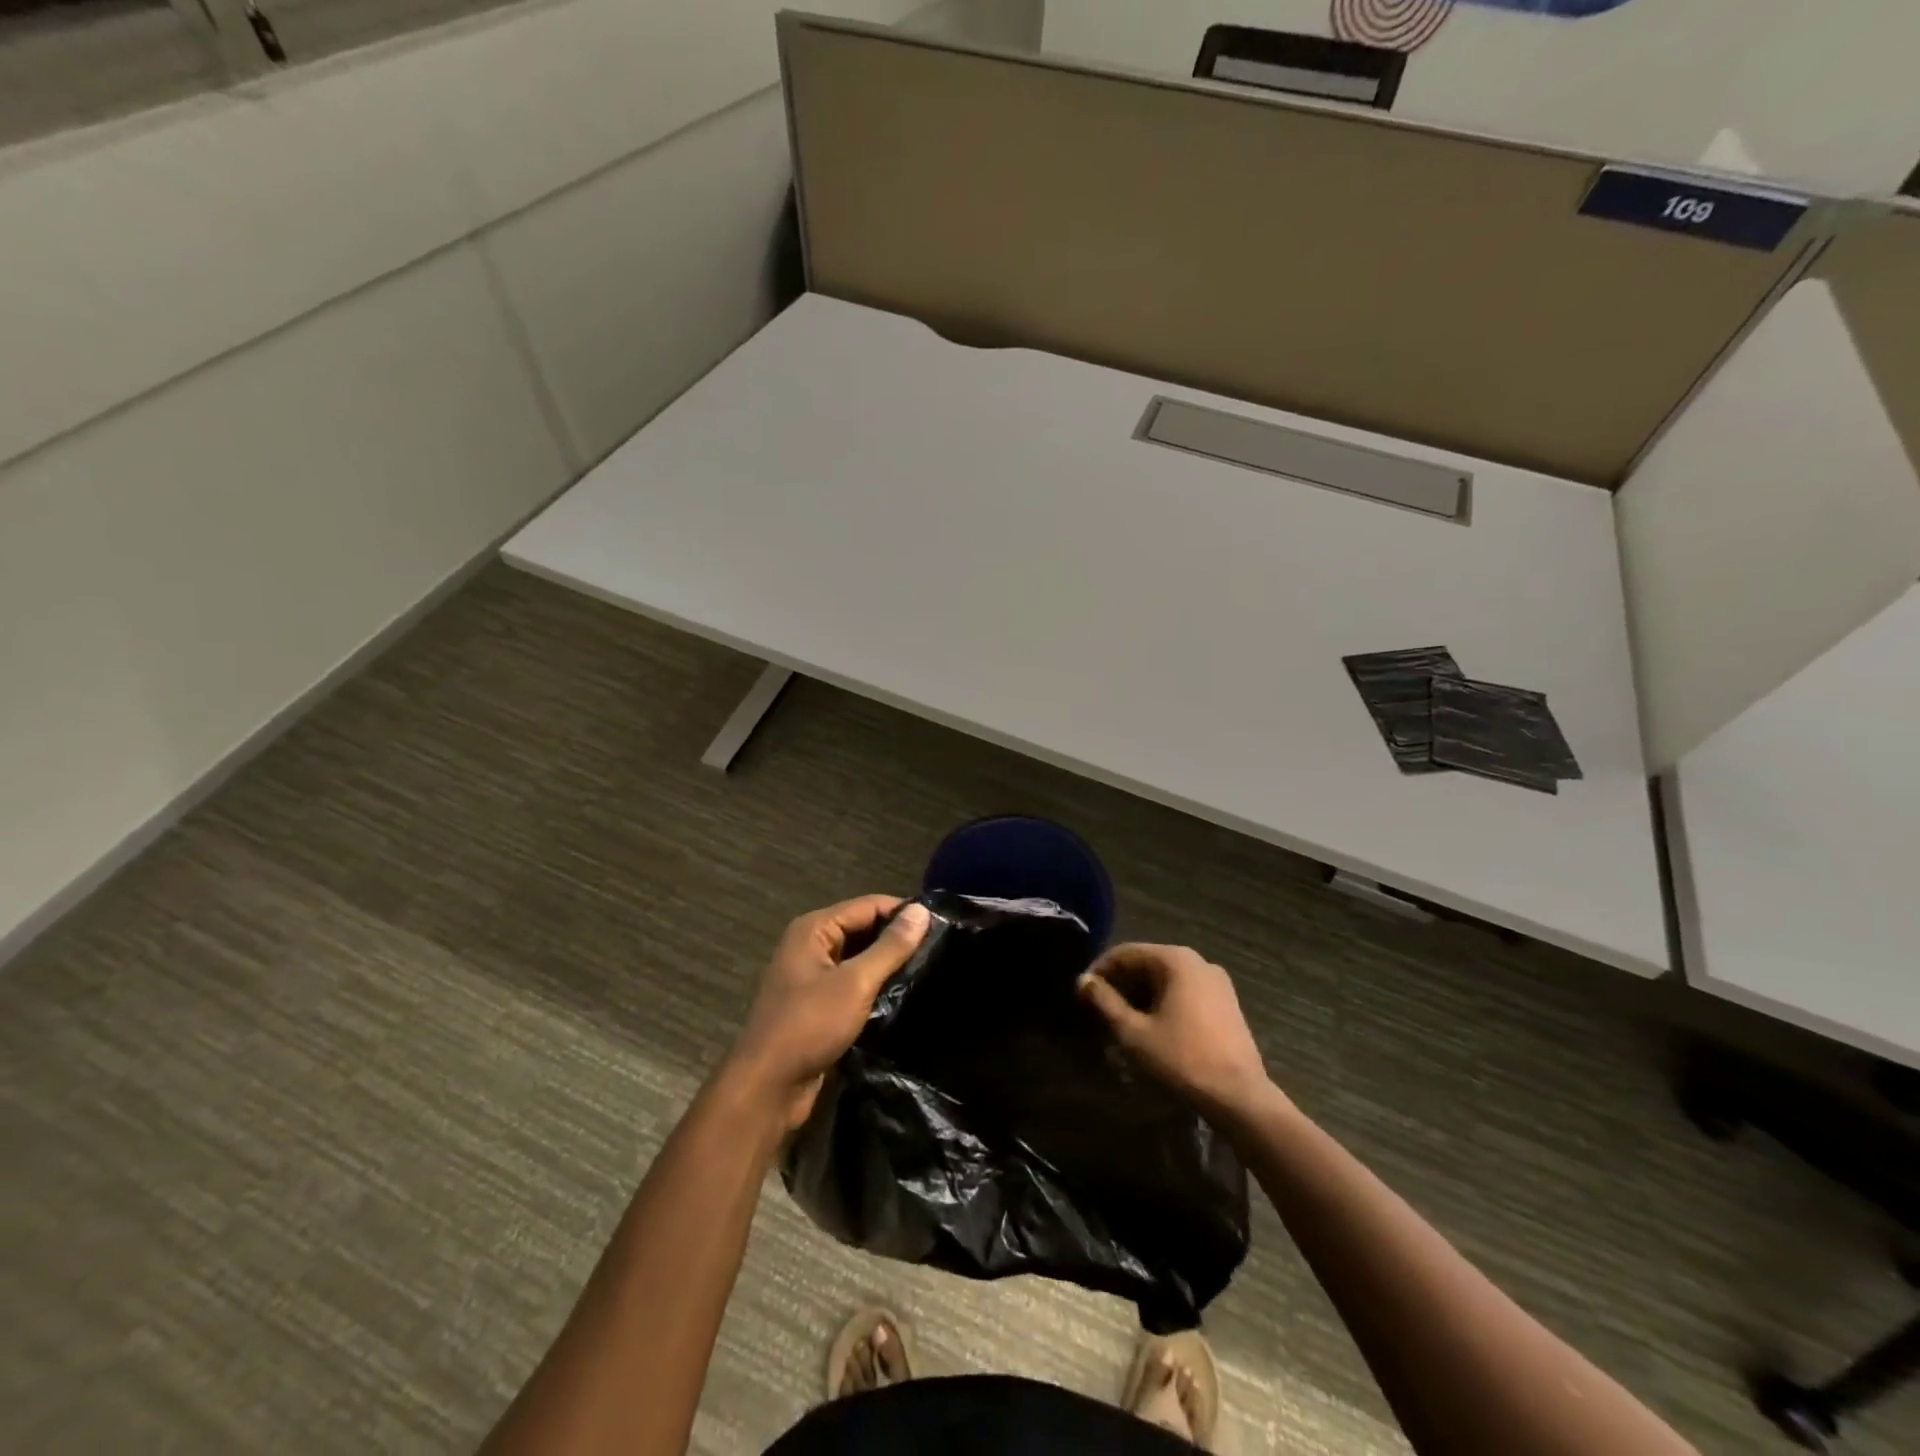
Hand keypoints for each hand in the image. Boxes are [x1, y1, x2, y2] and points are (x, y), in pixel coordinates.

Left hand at [726, 896, 931, 1130]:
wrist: (768, 1087)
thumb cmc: (809, 1025)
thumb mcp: (856, 983)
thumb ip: (890, 947)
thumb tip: (922, 911)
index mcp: (814, 929)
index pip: (868, 906)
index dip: (903, 912)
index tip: (942, 924)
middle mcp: (811, 945)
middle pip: (863, 929)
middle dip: (897, 938)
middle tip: (940, 948)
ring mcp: (813, 976)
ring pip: (860, 957)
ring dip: (888, 963)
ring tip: (929, 968)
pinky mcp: (819, 1004)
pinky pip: (853, 982)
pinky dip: (876, 985)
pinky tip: (904, 993)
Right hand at [1077, 943, 1272, 1119]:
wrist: (1241, 1098)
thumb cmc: (1182, 1060)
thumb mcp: (1133, 1033)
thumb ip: (1104, 1002)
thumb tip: (1083, 981)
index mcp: (1175, 960)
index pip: (1125, 953)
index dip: (1099, 971)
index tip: (1081, 994)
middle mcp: (1198, 961)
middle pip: (1146, 963)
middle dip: (1120, 985)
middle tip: (1098, 1010)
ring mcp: (1216, 982)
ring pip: (1165, 979)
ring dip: (1140, 996)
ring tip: (1120, 1022)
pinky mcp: (1225, 1003)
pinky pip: (1183, 992)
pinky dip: (1162, 1003)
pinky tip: (1150, 1028)